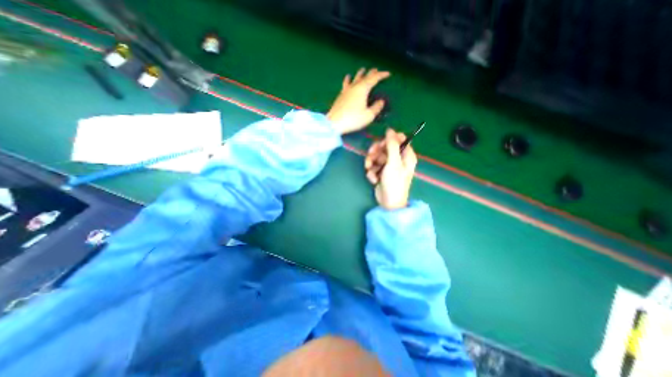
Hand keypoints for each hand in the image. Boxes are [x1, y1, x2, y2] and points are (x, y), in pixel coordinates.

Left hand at [327, 67, 391, 134]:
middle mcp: (354, 87)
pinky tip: (347, 77)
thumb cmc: (353, 119)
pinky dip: (348, 79)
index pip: (374, 79)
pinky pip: (346, 84)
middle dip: (372, 73)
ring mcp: (346, 90)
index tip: (388, 74)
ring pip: (354, 78)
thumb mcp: (368, 116)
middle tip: (376, 70)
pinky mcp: (340, 95)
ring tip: (362, 69)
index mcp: (363, 89)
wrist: (334, 123)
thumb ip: (376, 107)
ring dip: (360, 74)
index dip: (382, 75)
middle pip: (364, 77)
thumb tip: (381, 101)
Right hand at [366, 127, 417, 208]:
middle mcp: (398, 159)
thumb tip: (390, 130)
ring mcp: (389, 166)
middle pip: (385, 147)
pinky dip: (372, 171)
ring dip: (371, 163)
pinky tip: (374, 179)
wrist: (388, 202)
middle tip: (371, 156)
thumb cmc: (394, 182)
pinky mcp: (381, 172)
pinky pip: (374, 165)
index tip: (382, 143)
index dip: (389, 139)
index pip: (399, 139)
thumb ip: (392, 145)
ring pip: (377, 156)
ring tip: (370, 171)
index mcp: (406, 155)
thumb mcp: (393, 163)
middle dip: (376, 152)